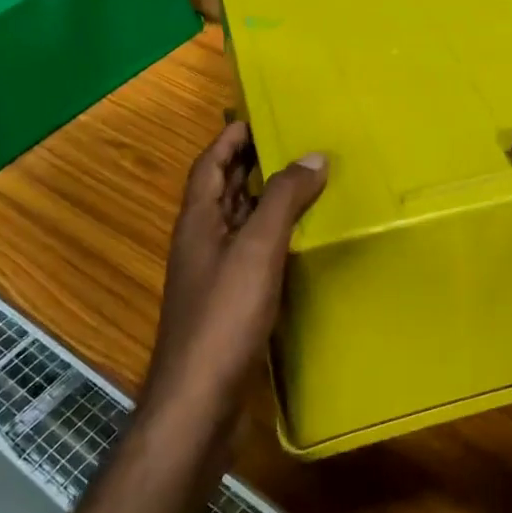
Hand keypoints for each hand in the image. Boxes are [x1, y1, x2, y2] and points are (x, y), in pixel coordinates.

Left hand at [146, 122, 326, 426]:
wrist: (200, 398)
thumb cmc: (224, 316)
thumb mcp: (257, 249)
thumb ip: (283, 200)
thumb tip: (313, 156)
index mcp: (198, 220)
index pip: (209, 163)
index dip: (231, 137)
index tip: (259, 115)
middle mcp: (201, 240)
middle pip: (223, 189)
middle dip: (251, 163)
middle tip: (293, 143)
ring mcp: (213, 274)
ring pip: (239, 222)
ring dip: (264, 199)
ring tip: (304, 182)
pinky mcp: (229, 302)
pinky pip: (251, 253)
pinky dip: (272, 236)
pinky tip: (299, 240)